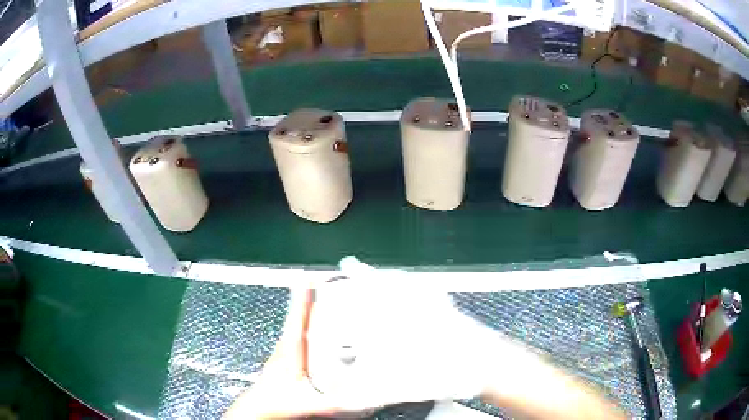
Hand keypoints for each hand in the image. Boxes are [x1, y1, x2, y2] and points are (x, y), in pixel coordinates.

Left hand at [223, 289, 340, 419]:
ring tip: (327, 303)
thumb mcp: (309, 403)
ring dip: (310, 313)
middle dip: (313, 300)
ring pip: (298, 326)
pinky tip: (319, 332)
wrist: (258, 407)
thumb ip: (335, 403)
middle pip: (300, 317)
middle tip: (328, 286)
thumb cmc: (276, 401)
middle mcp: (287, 346)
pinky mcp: (286, 358)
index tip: (309, 277)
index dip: (303, 297)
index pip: (298, 318)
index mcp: (291, 350)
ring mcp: (285, 351)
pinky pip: (299, 335)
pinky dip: (308, 327)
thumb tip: (361, 400)